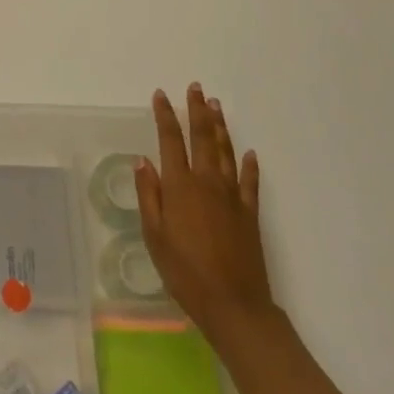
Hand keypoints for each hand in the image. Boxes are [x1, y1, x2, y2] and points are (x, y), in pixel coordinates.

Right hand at [135, 84, 274, 343]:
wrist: (234, 305)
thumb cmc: (185, 272)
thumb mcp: (154, 236)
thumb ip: (149, 196)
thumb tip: (143, 161)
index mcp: (180, 186)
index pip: (170, 141)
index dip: (165, 116)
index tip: (160, 95)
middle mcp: (207, 182)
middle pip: (202, 138)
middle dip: (197, 111)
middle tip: (196, 88)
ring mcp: (232, 197)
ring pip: (225, 152)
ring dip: (220, 127)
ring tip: (216, 106)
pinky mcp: (250, 214)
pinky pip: (250, 182)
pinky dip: (249, 165)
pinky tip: (249, 153)